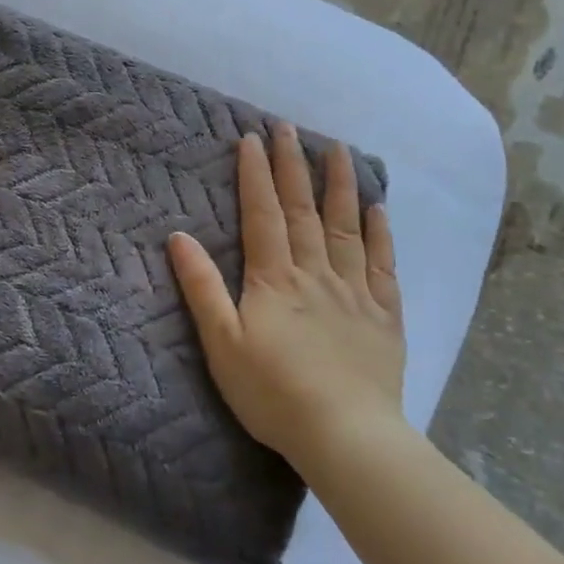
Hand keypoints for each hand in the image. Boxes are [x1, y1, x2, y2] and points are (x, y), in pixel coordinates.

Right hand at [167, 125, 404, 468]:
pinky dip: (381, 233)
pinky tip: (378, 209)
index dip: (256, 175)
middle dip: (293, 166)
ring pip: (347, 227)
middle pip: (303, 210)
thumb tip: (179, 237)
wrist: (345, 436)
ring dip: (340, 185)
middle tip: (288, 127)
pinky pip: (384, 265)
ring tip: (338, 149)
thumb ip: (202, 287)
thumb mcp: (222, 343)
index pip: (263, 214)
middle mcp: (315, 273)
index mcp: (274, 279)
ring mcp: (355, 292)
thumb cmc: (272, 393)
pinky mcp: (384, 316)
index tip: (252, 138)